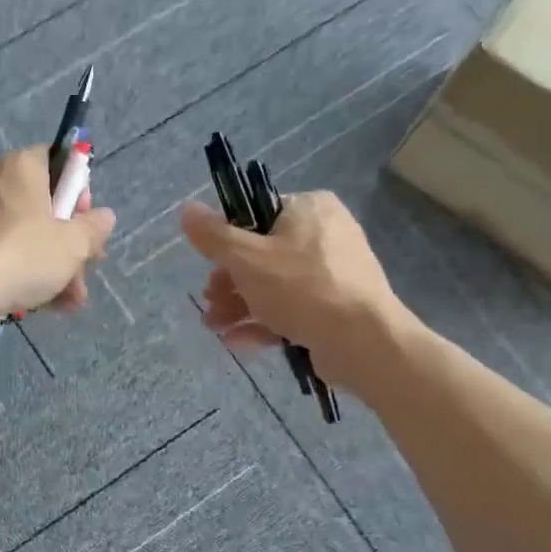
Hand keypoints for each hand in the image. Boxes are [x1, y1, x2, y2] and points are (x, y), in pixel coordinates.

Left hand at [0, 146, 116, 329]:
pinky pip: (10, 259)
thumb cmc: (25, 254)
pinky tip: (52, 305)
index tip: (86, 218)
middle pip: (46, 207)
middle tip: (88, 265)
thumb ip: (94, 228)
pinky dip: (31, 278)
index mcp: (22, 168)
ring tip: (74, 299)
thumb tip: (105, 216)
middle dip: (72, 242)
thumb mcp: (74, 243)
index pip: (56, 160)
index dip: (77, 189)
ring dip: (58, 268)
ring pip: (31, 239)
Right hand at [182, 192, 406, 389]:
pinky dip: (265, 323)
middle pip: (263, 255)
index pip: (258, 215)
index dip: (228, 242)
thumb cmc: (302, 288)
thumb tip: (187, 209)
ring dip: (240, 306)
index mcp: (310, 209)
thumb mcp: (247, 258)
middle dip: (229, 283)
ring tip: (215, 326)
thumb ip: (213, 236)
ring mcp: (335, 274)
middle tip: (210, 303)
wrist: (364, 341)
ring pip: (276, 286)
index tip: (210, 267)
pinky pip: (295, 309)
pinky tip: (237, 342)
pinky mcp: (338, 308)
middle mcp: (327, 234)